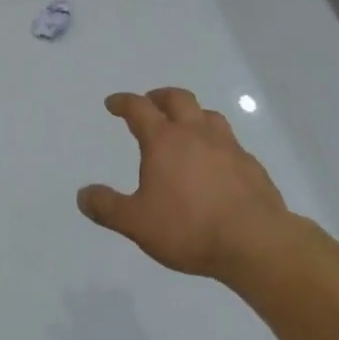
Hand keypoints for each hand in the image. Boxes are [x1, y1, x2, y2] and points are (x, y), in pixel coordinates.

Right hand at [78, 88, 294, 279]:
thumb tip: (82, 195)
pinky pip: (230, 142)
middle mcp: (195, 134)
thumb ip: (108, 207)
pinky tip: (216, 162)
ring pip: (208, 115)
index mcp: (164, 140)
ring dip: (192, 114)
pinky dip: (217, 143)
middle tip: (150, 103)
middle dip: (159, 96)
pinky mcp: (251, 165)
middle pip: (177, 99)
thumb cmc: (189, 228)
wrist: (256, 243)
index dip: (123, 102)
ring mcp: (227, 146)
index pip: (139, 108)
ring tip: (185, 126)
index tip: (113, 103)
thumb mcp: (137, 223)